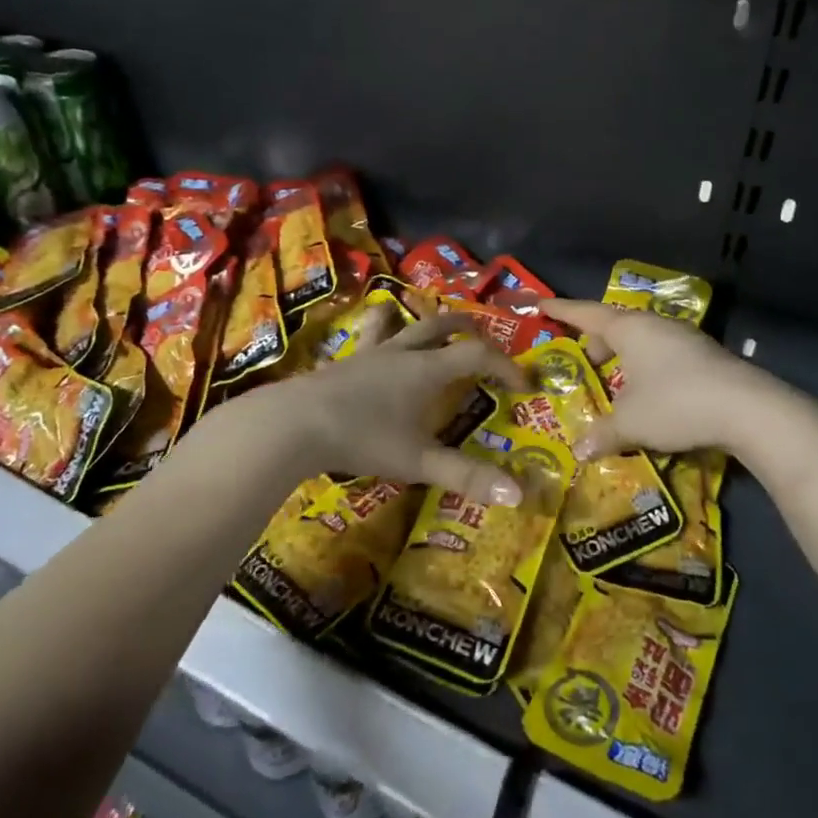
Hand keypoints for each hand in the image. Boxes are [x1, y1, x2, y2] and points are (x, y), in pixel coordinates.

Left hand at [272, 310, 530, 503]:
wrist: (293, 424)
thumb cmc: (362, 438)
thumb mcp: (418, 461)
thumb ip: (465, 476)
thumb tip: (517, 494)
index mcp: (427, 370)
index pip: (478, 354)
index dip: (506, 365)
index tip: (524, 385)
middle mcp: (401, 353)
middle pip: (440, 326)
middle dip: (467, 329)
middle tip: (483, 340)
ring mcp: (368, 355)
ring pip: (401, 325)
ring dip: (421, 322)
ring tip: (431, 327)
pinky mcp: (342, 363)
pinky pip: (369, 340)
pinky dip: (380, 335)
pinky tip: (373, 347)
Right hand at [542, 298, 765, 457]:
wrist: (749, 410)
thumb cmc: (676, 404)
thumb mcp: (631, 423)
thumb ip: (602, 434)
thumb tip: (579, 451)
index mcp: (630, 329)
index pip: (586, 314)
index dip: (561, 311)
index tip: (541, 305)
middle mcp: (656, 326)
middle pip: (616, 326)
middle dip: (596, 341)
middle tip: (583, 360)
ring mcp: (685, 339)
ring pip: (642, 341)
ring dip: (624, 357)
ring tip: (615, 382)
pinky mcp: (705, 357)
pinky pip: (662, 355)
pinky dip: (646, 368)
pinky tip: (648, 394)